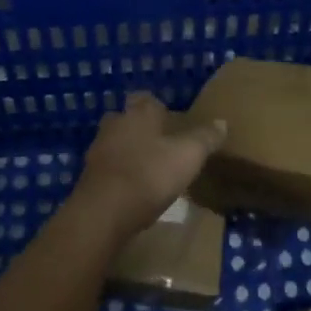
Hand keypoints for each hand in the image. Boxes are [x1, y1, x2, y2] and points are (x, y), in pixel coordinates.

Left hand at [69, 93, 226, 244]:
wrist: (104, 211)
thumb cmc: (150, 174)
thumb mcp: (189, 155)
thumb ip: (205, 138)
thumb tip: (222, 122)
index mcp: (139, 113)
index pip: (147, 99)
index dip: (158, 108)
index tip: (171, 121)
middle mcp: (115, 124)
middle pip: (127, 119)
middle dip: (141, 128)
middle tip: (160, 143)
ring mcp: (98, 150)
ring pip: (115, 142)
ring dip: (128, 151)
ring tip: (148, 168)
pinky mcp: (88, 176)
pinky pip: (108, 167)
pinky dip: (119, 173)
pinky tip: (131, 189)